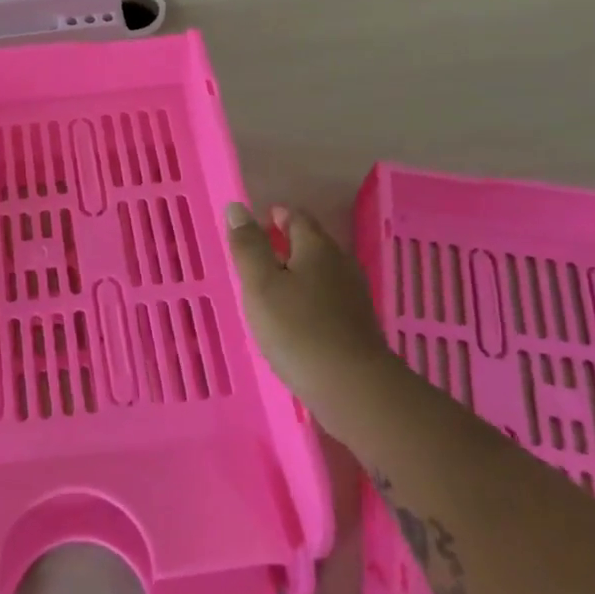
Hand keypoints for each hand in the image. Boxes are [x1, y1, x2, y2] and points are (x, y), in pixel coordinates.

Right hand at [225, 204, 392, 426]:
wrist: (352, 386)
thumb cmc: (298, 329)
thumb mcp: (261, 285)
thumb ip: (248, 246)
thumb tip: (237, 207)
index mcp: (317, 248)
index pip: (297, 217)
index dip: (275, 217)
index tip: (254, 226)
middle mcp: (341, 264)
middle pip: (312, 243)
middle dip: (286, 243)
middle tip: (256, 256)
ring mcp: (353, 295)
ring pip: (321, 271)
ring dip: (297, 271)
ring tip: (270, 286)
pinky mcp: (357, 323)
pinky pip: (328, 297)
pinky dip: (309, 297)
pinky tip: (294, 316)